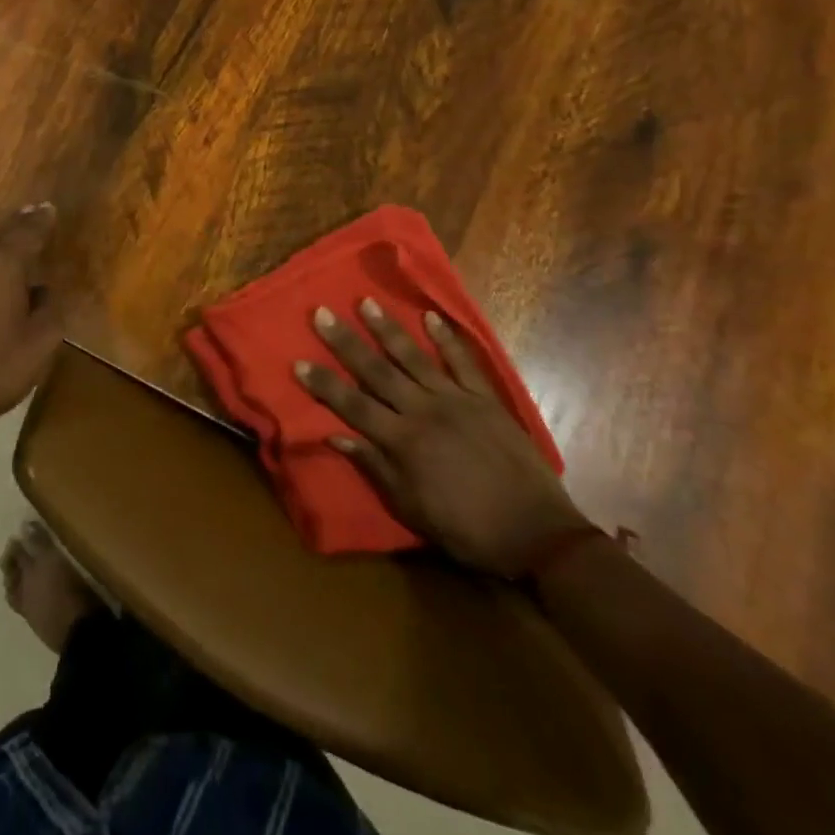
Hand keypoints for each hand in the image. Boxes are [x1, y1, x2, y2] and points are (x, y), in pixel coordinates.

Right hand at [298, 301, 587, 575]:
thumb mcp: (412, 508)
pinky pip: (463, 362)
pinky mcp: (486, 398)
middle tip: (322, 313)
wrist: (535, 532)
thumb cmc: (466, 528)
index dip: (324, 384)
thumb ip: (375, 467)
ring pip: (414, 357)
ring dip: (388, 329)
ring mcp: (456, 400)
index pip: (352, 405)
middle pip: (377, 371)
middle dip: (346, 342)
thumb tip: (335, 435)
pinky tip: (431, 316)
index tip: (298, 361)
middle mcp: (423, 411)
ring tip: (366, 302)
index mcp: (403, 442)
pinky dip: (447, 338)